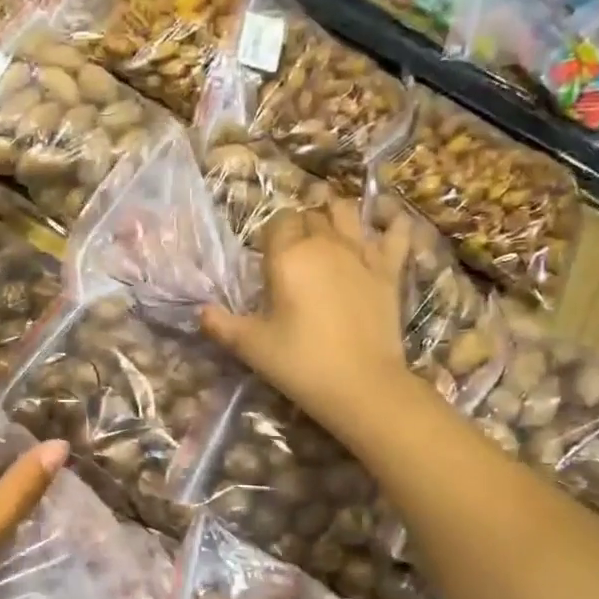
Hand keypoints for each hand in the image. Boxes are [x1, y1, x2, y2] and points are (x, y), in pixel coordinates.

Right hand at [201, 200, 412, 432]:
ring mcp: (361, 254)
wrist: (362, 385)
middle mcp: (324, 245)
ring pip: (347, 213)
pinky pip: (396, 233)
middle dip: (299, 224)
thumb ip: (221, 325)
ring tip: (328, 227)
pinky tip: (385, 225)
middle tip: (292, 250)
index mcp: (287, 257)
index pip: (277, 222)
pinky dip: (392, 224)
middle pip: (310, 215)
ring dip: (335, 214)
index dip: (270, 234)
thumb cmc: (300, 363)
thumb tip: (201, 312)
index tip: (265, 256)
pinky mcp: (389, 270)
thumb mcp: (250, 346)